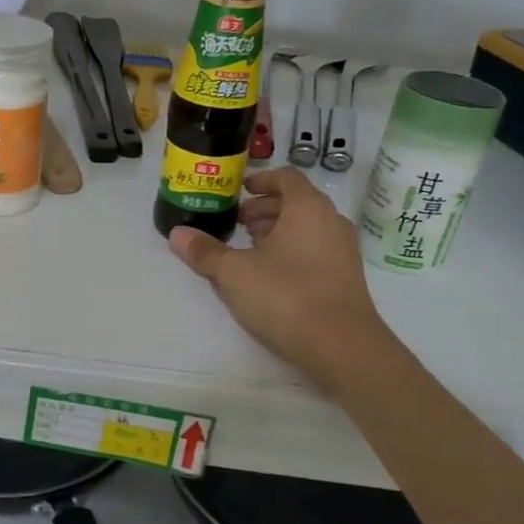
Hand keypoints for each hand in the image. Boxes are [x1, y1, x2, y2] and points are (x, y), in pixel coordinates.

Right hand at [167, 169, 399, 391]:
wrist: (342, 346)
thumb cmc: (286, 294)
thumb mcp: (233, 272)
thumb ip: (205, 251)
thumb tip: (176, 234)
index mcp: (307, 207)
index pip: (286, 177)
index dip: (261, 180)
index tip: (238, 192)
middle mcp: (331, 221)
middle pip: (296, 202)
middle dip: (265, 209)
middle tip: (237, 223)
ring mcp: (344, 251)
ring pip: (307, 228)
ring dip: (278, 231)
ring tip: (249, 249)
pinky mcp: (347, 279)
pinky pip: (316, 251)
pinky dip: (293, 251)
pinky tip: (270, 276)